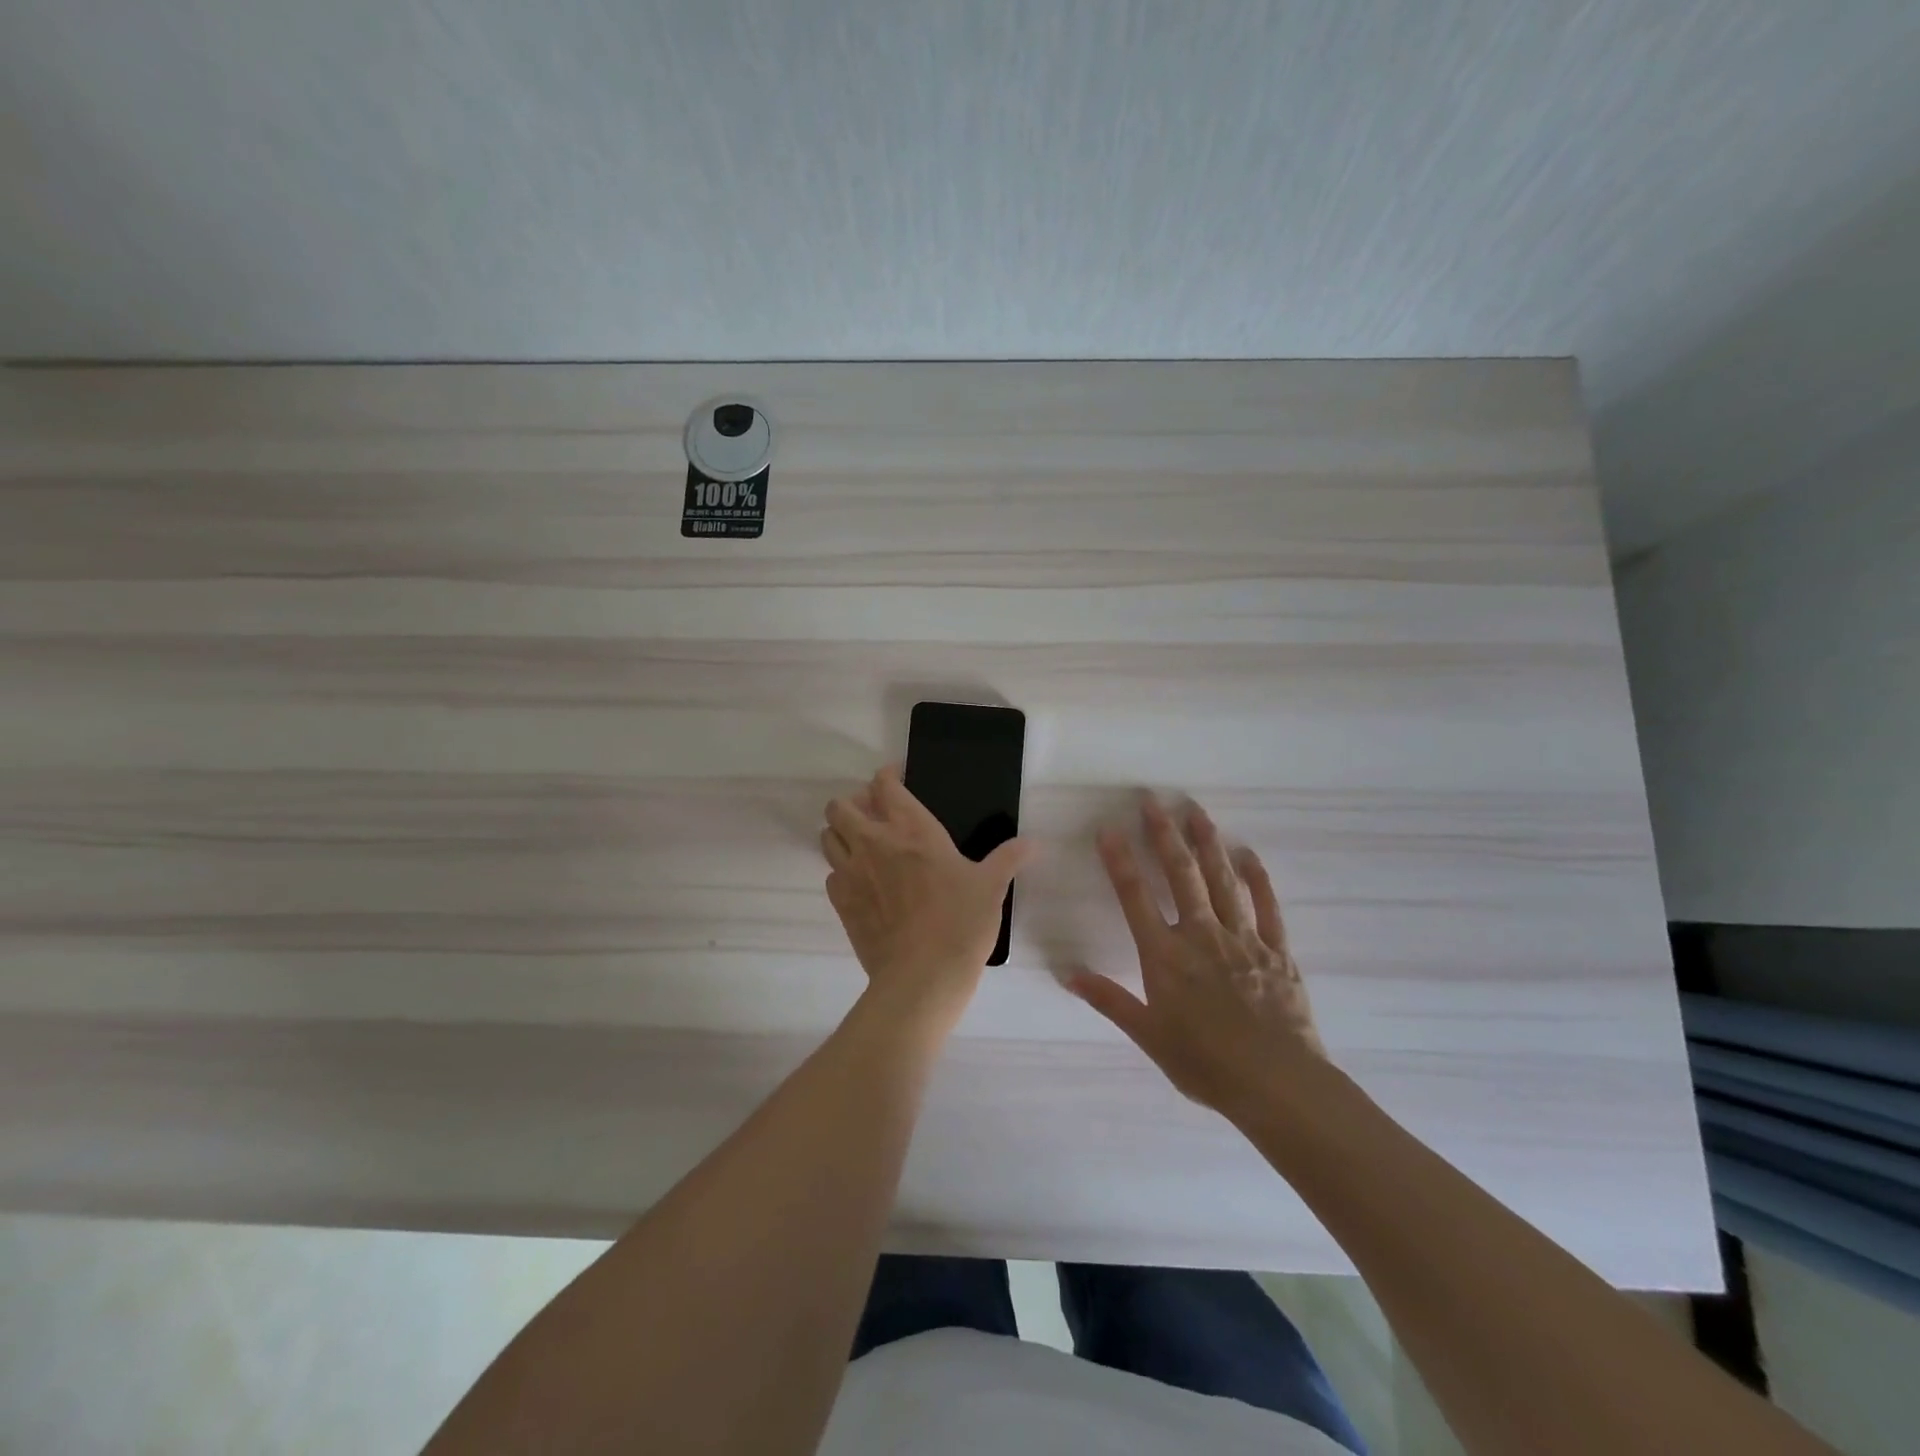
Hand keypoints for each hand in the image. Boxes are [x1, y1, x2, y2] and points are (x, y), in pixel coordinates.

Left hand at [821, 766, 1035, 1029]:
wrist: (922, 977)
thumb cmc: (960, 923)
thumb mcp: (991, 887)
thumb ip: (1008, 859)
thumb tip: (1033, 843)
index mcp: (912, 829)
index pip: (885, 785)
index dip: (887, 776)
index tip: (897, 778)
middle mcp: (874, 842)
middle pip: (841, 806)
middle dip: (853, 804)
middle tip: (874, 816)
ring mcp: (852, 872)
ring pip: (827, 836)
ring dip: (841, 834)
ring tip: (862, 846)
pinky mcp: (840, 902)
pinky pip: (830, 874)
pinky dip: (841, 872)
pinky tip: (861, 884)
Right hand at [1071, 794, 1324, 1118]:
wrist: (1278, 1085)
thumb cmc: (1205, 1064)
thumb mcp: (1148, 1035)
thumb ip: (1108, 1000)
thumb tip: (1066, 974)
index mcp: (1165, 956)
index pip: (1135, 897)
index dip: (1120, 861)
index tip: (1108, 829)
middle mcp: (1201, 935)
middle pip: (1180, 875)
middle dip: (1164, 835)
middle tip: (1153, 800)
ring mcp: (1243, 939)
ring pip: (1222, 880)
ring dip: (1208, 843)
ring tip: (1196, 811)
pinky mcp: (1277, 951)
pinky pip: (1267, 907)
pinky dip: (1257, 879)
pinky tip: (1248, 854)